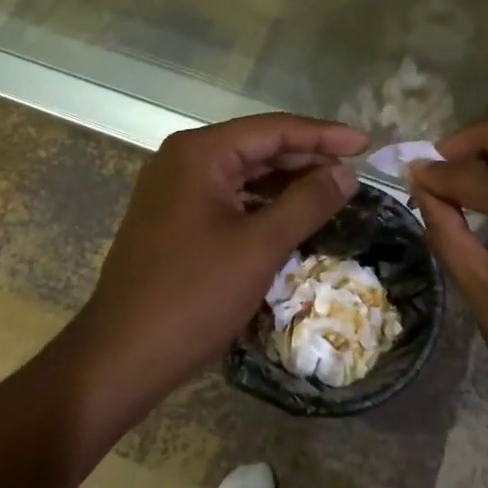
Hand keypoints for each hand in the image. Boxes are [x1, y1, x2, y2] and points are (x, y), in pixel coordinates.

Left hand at [68, 113, 365, 423]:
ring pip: (244, 174)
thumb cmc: (193, 295)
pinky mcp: (175, 220)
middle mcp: (184, 161)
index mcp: (200, 153)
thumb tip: (346, 172)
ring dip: (288, 182)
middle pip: (258, 147)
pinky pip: (230, 199)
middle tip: (355, 170)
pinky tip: (294, 217)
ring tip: (334, 191)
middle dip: (307, 158)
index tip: (366, 144)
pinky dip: (264, 205)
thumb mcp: (259, 246)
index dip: (324, 135)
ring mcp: (175, 191)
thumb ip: (307, 202)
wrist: (121, 358)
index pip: (273, 130)